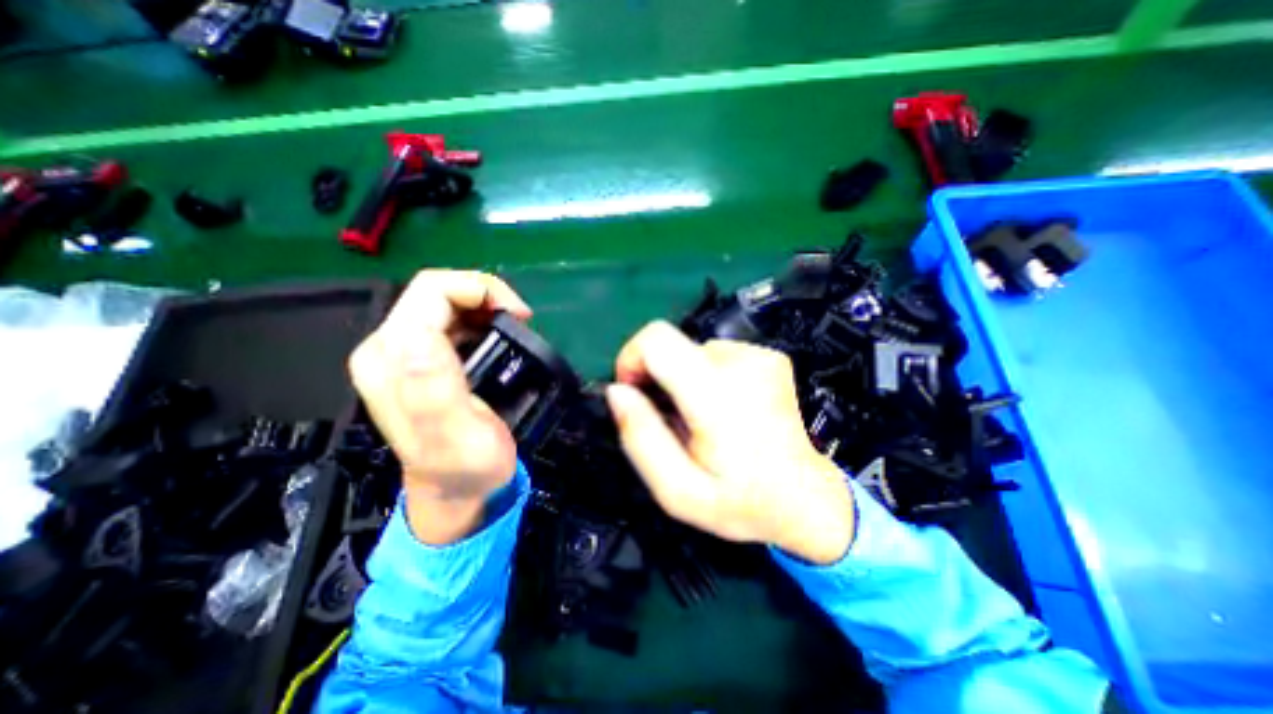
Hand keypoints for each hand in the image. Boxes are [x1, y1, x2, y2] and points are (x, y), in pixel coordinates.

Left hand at [347, 269, 532, 542]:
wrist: (456, 490)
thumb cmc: (465, 468)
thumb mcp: (456, 436)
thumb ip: (434, 390)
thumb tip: (423, 336)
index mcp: (392, 360)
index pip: (432, 291)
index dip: (480, 290)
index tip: (519, 316)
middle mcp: (388, 349)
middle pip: (435, 292)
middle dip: (484, 296)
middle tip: (521, 321)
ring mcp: (401, 353)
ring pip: (443, 302)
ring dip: (484, 307)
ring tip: (514, 329)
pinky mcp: (418, 359)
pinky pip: (449, 320)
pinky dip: (480, 319)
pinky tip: (499, 338)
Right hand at [607, 321, 854, 564]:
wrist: (807, 498)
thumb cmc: (741, 501)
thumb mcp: (678, 491)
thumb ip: (641, 438)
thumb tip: (617, 391)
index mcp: (717, 395)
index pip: (656, 340)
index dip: (632, 359)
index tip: (634, 392)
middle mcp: (742, 363)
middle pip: (672, 345)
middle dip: (658, 377)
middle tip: (671, 419)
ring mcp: (761, 356)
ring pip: (693, 352)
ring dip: (685, 381)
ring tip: (702, 419)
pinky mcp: (769, 357)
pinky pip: (718, 355)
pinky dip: (708, 377)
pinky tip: (725, 409)